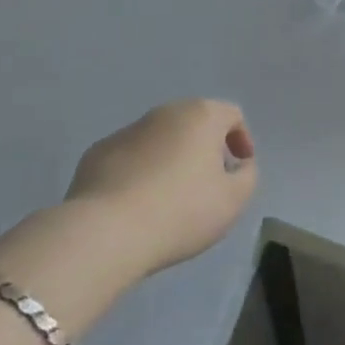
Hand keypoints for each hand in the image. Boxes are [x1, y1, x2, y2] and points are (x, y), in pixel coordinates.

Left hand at [63, 99, 257, 279]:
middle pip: (194, 122)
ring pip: (159, 139)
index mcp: (200, 116)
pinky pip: (129, 157)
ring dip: (170, 159)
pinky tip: (136, 204)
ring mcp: (127, 130)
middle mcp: (164, 112)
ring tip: (169, 198)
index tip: (238, 169)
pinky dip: (139, 172)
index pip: (231, 114)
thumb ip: (247, 176)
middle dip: (205, 147)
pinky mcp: (97, 153)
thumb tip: (240, 164)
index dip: (242, 139)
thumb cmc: (180, 211)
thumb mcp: (233, 200)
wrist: (106, 231)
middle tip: (207, 183)